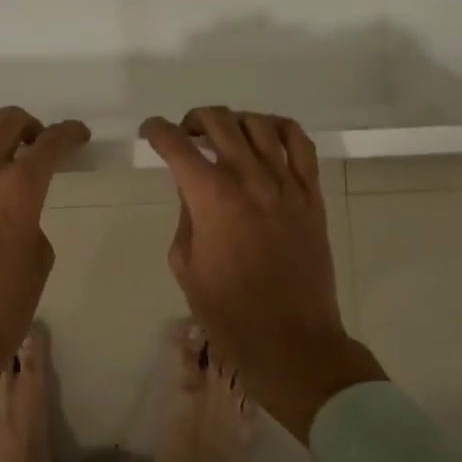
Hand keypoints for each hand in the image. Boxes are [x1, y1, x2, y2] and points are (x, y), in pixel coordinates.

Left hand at [0, 108, 89, 425]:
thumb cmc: (2, 312)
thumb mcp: (39, 263)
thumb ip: (31, 222)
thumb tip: (16, 210)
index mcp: (20, 192)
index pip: (52, 144)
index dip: (70, 134)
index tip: (78, 136)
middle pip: (8, 122)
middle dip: (31, 125)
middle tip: (38, 143)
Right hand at [141, 108, 385, 441]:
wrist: (292, 342)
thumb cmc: (229, 313)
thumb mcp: (186, 264)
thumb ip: (186, 215)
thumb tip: (192, 188)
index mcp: (211, 197)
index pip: (176, 145)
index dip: (156, 131)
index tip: (149, 133)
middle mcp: (249, 178)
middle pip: (219, 121)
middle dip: (193, 119)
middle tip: (185, 135)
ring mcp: (286, 183)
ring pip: (259, 124)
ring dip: (234, 121)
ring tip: (224, 136)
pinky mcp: (311, 195)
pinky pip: (300, 144)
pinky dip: (280, 128)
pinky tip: (266, 136)